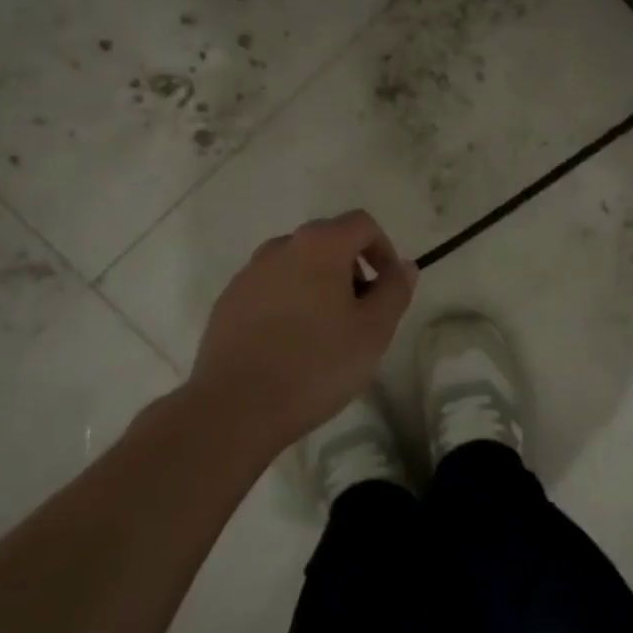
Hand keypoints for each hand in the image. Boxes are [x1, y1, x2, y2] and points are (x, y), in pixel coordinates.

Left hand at [186, 210, 416, 449]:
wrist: (235, 408)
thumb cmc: (316, 364)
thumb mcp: (374, 331)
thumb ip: (395, 290)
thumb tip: (405, 266)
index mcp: (320, 244)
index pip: (362, 224)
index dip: (383, 250)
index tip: (388, 288)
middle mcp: (281, 247)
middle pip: (327, 241)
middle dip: (351, 268)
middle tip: (361, 313)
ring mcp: (249, 274)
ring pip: (296, 265)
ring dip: (318, 285)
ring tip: (325, 331)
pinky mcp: (227, 302)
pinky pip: (269, 289)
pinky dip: (287, 303)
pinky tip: (289, 345)